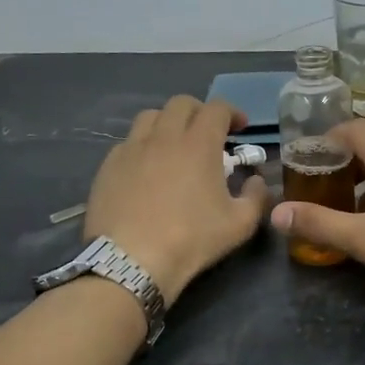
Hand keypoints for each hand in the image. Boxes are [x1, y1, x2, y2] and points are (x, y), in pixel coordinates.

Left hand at [85, 97, 269, 303]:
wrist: (131, 261)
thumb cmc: (191, 240)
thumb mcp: (240, 224)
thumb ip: (256, 196)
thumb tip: (255, 180)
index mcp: (199, 144)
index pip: (217, 108)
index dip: (232, 113)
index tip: (240, 128)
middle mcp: (164, 136)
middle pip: (181, 103)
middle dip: (200, 112)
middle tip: (209, 133)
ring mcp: (132, 148)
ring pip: (150, 117)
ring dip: (169, 123)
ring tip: (175, 145)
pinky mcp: (109, 166)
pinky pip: (129, 142)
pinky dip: (144, 146)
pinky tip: (148, 168)